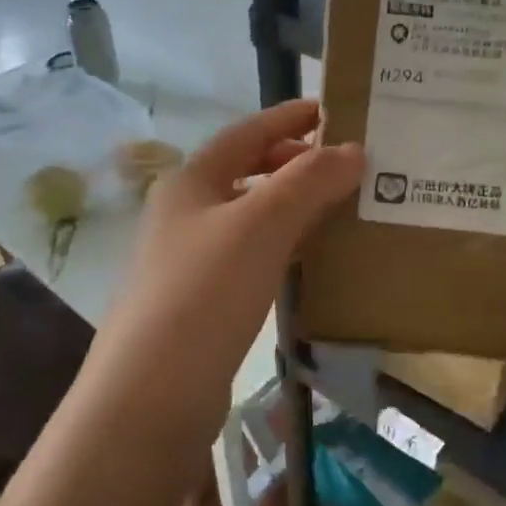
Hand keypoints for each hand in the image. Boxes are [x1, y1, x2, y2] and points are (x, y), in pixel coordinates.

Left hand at [98, 100, 362, 411]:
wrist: (151, 395)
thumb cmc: (204, 292)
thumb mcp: (261, 225)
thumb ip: (308, 182)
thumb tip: (354, 150)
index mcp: (191, 182)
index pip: (246, 133)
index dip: (290, 117)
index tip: (335, 110)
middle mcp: (185, 213)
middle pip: (246, 172)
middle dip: (295, 163)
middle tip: (346, 165)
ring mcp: (189, 259)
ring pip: (251, 217)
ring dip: (293, 207)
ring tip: (341, 208)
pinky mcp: (201, 302)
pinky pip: (251, 257)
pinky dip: (284, 247)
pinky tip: (312, 261)